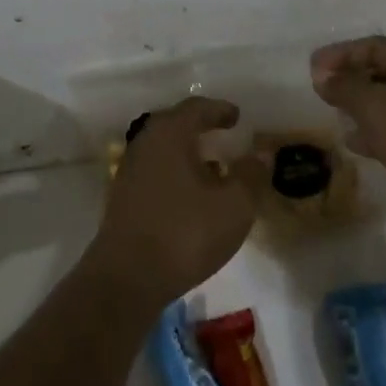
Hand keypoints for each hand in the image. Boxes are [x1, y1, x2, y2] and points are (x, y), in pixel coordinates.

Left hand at [88, 96, 263, 308]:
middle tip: (223, 134)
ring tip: (214, 167)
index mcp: (169, 133)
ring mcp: (130, 170)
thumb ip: (251, 175)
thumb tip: (261, 152)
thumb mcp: (234, 205)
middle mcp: (145, 142)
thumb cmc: (185, 233)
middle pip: (175, 124)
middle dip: (201, 128)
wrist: (127, 277)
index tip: (237, 117)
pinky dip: (176, 172)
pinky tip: (192, 195)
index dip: (219, 110)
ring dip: (188, 152)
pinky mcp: (123, 197)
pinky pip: (155, 170)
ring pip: (164, 149)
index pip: (196, 108)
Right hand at [309, 35, 385, 226]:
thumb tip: (323, 78)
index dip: (340, 54)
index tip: (311, 68)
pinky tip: (355, 143)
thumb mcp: (377, 107)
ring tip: (333, 114)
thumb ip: (346, 88)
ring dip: (360, 106)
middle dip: (350, 78)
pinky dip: (375, 131)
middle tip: (320, 90)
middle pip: (383, 71)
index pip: (375, 46)